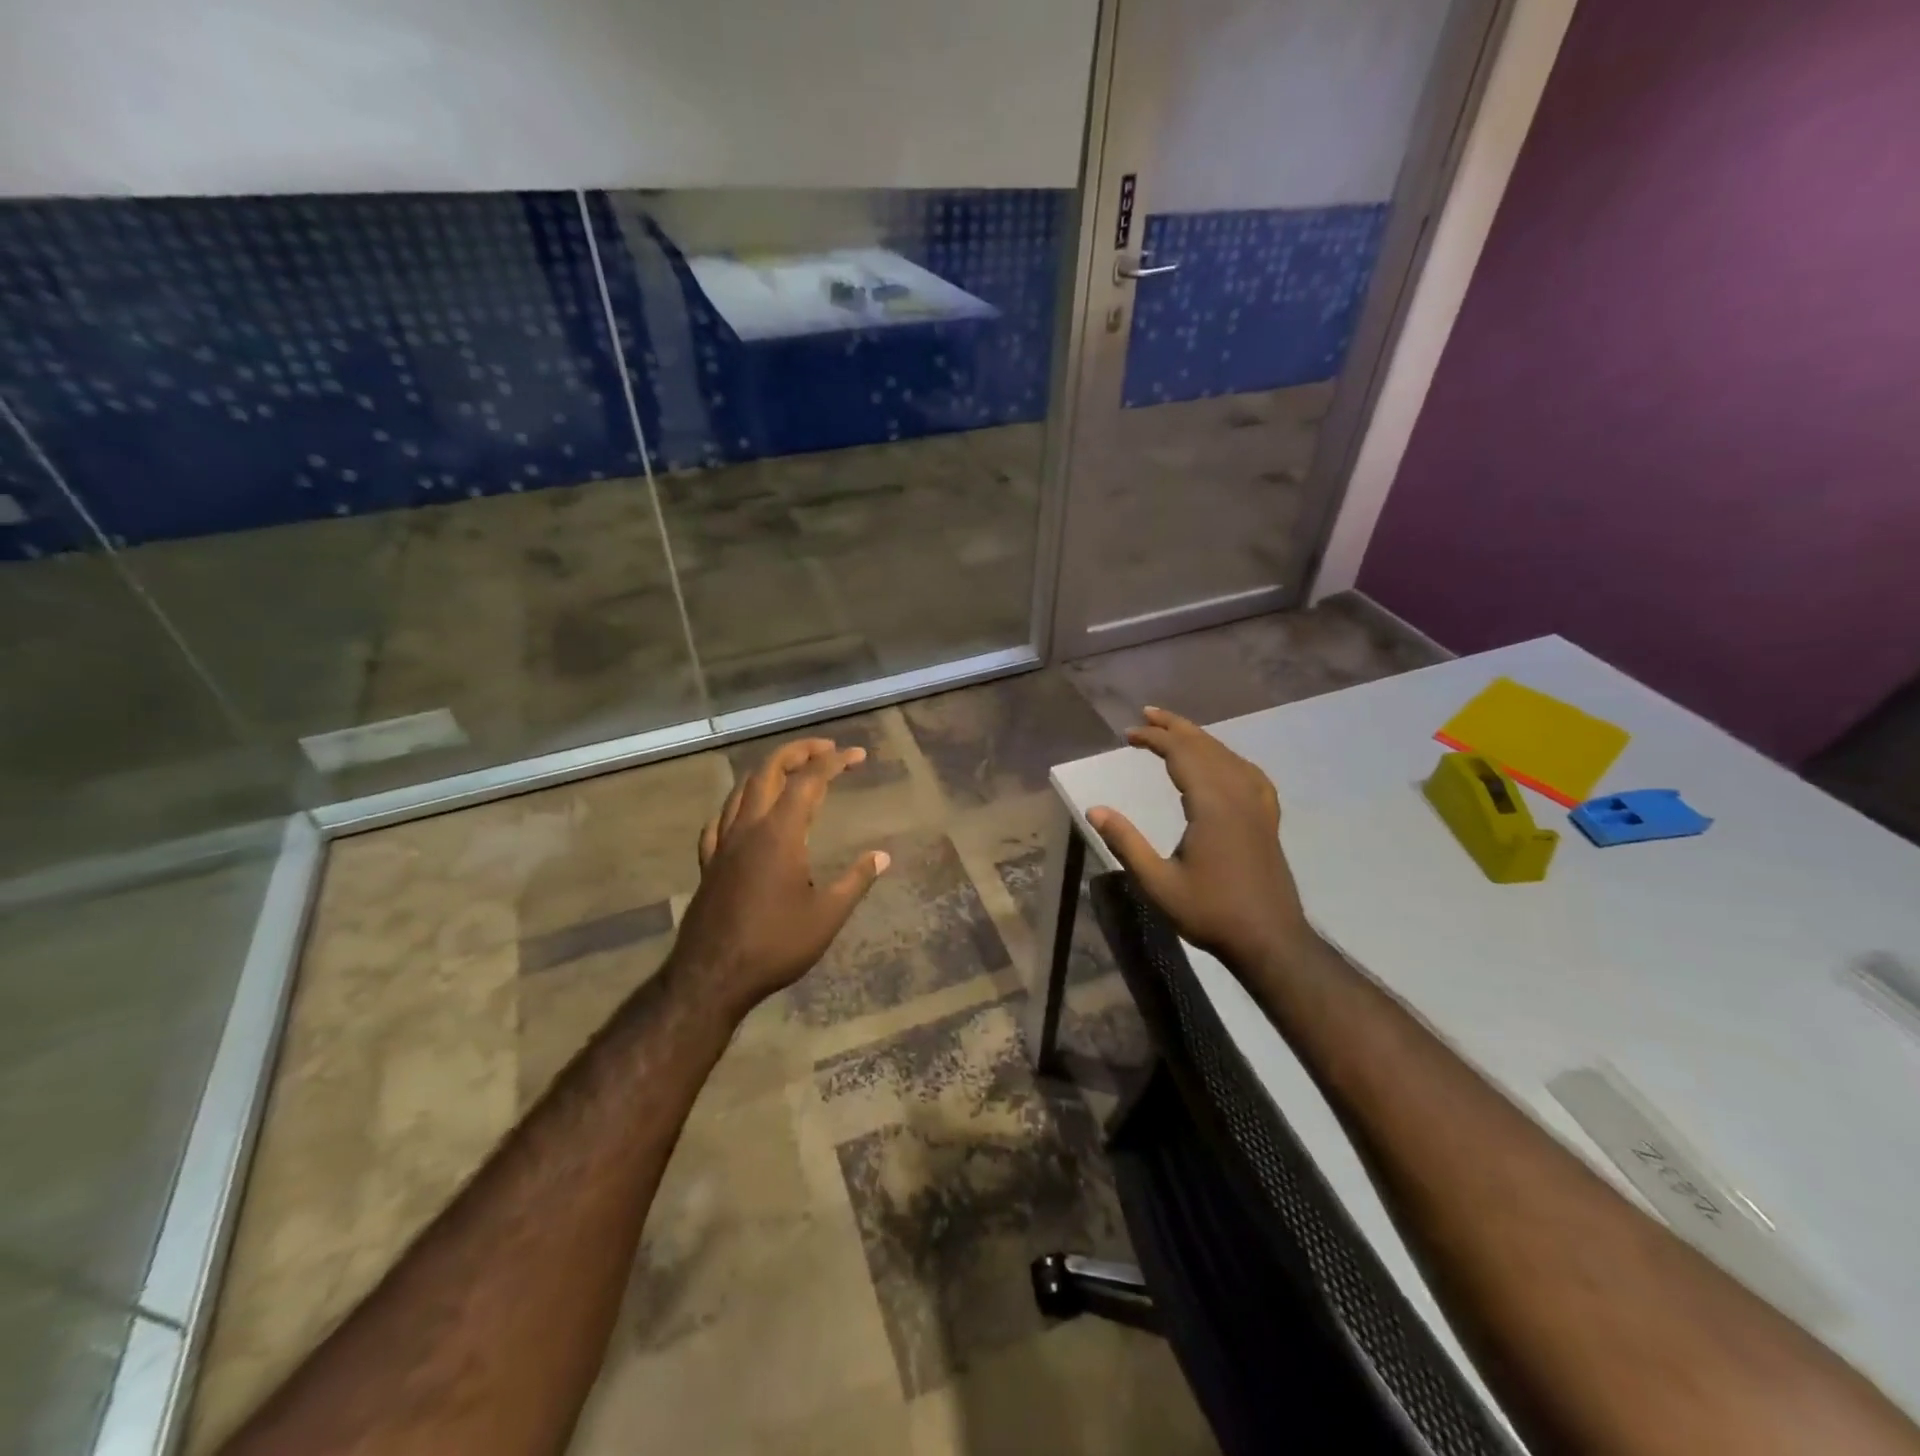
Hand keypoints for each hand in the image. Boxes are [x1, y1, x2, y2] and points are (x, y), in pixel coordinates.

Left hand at [672, 738, 890, 1019]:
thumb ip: (856, 880)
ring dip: (768, 772)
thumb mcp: (827, 916)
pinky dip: (737, 806)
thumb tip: (883, 856)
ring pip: (741, 790)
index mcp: (780, 833)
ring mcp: (723, 844)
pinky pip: (719, 821)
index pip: (810, 780)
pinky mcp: (709, 864)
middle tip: (826, 750)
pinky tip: (744, 815)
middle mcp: (748, 828)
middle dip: (798, 752)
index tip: (858, 755)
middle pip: (769, 771)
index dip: (835, 761)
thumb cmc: (775, 945)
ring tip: (791, 773)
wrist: (712, 978)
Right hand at [1088, 708, 1312, 972]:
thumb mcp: (1158, 883)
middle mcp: (1238, 795)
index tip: (1128, 733)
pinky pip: (1249, 774)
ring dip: (1200, 739)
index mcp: (1212, 804)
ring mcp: (1258, 806)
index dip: (1154, 738)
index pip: (1181, 754)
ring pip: (1229, 757)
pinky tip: (1224, 764)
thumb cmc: (1210, 912)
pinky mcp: (1267, 820)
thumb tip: (1095, 810)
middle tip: (1147, 715)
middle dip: (1175, 728)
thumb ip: (1126, 842)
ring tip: (1176, 731)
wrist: (1270, 940)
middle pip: (1206, 747)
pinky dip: (1229, 759)